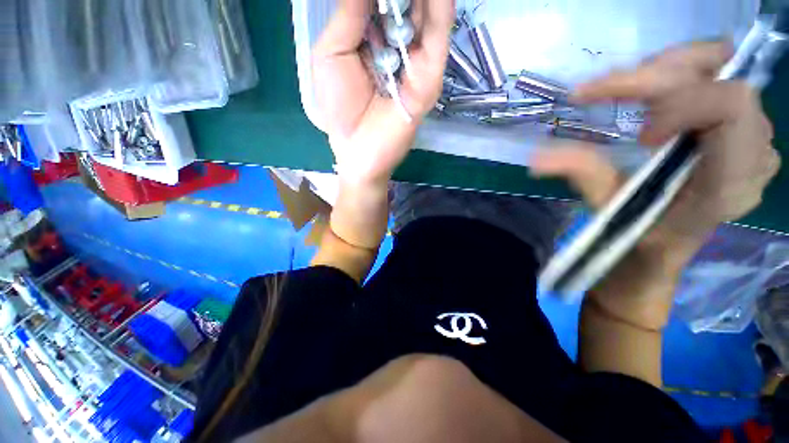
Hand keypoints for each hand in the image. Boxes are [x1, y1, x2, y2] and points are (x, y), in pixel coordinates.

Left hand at [312, 0, 454, 184]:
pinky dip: (440, 10)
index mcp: (371, 39)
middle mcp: (396, 45)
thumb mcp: (332, 54)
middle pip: (405, 3)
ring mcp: (416, 62)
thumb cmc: (339, 108)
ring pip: (426, 14)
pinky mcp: (429, 79)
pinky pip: (437, 38)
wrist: (359, 151)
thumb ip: (349, 15)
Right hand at [530, 42, 779, 327]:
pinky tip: (648, 99)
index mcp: (730, 181)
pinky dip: (676, 78)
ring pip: (721, 70)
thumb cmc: (637, 239)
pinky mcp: (739, 129)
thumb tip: (535, 158)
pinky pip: (715, 81)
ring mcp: (752, 137)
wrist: (660, 251)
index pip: (729, 106)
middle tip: (609, 91)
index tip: (638, 135)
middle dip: (660, 74)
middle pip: (723, 76)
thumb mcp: (607, 209)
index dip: (680, 104)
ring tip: (625, 92)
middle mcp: (754, 152)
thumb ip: (580, 174)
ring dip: (665, 72)